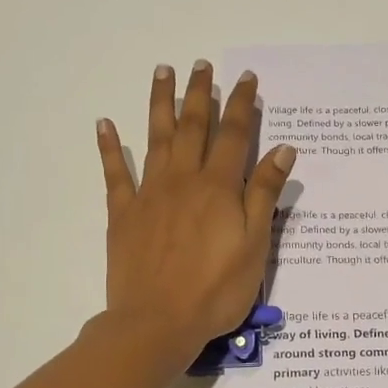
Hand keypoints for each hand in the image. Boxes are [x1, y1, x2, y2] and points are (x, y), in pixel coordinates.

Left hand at [97, 61, 295, 364]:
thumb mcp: (255, 246)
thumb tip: (282, 149)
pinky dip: (109, 147)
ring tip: (163, 72)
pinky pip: (115, 173)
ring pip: (156, 138)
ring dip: (161, 103)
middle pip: (193, 127)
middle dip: (200, 94)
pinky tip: (105, 124)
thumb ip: (264, 194)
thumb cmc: (216, 290)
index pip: (234, 135)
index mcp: (219, 188)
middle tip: (201, 65)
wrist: (157, 322)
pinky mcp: (123, 214)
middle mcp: (183, 180)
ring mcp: (149, 194)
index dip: (241, 104)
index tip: (246, 79)